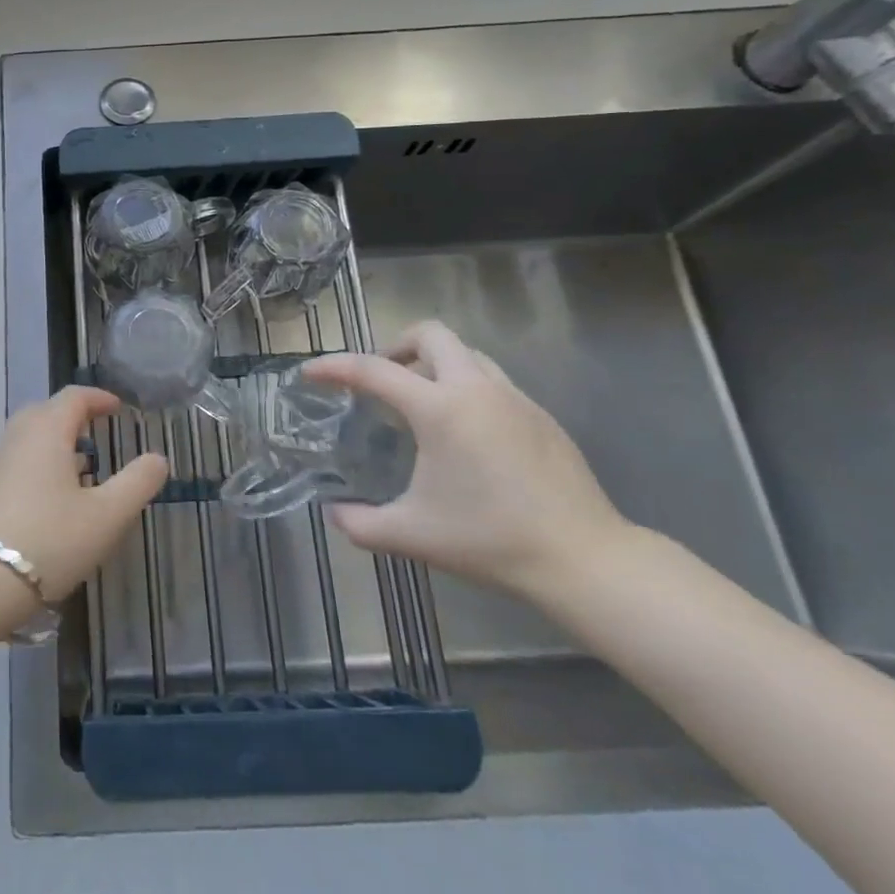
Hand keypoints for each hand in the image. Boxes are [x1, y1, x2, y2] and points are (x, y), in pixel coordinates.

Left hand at [0, 387, 168, 601]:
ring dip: (52, 444)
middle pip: (44, 412)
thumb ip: (137, 483)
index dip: (98, 398)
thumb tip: (158, 458)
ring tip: (77, 471)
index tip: (117, 407)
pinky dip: (35, 467)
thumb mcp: (107, 516)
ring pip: (25, 440)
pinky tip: (47, 502)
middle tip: (95, 433)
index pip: (73, 397)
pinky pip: (13, 464)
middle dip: (71, 417)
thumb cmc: (49, 541)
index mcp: (46, 431)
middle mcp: (14, 438)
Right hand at [304, 322, 631, 604]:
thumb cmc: (490, 540)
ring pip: (465, 353)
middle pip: (430, 334)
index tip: (309, 372)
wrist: (585, 559)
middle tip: (381, 381)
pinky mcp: (540, 415)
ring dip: (434, 364)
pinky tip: (463, 434)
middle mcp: (476, 389)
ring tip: (419, 404)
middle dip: (396, 345)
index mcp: (440, 409)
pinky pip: (491, 381)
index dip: (334, 367)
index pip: (373, 370)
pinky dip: (464, 388)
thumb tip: (333, 512)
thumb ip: (360, 523)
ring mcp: (514, 398)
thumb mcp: (412, 535)